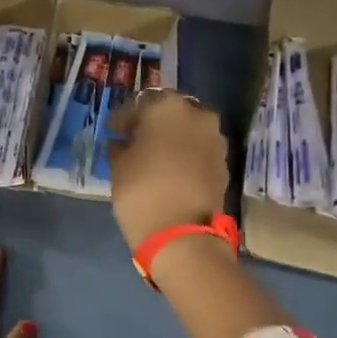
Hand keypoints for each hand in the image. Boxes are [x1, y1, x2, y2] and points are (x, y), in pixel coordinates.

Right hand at [105, 91, 229, 249]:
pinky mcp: (223, 162)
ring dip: (171, 139)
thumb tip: (122, 142)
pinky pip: (199, 150)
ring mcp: (214, 138)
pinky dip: (185, 155)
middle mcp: (196, 114)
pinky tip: (170, 171)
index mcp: (166, 107)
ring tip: (153, 157)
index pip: (139, 103)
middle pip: (169, 112)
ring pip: (187, 130)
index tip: (113, 132)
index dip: (123, 118)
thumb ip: (119, 146)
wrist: (182, 234)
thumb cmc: (141, 191)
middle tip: (134, 141)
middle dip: (151, 124)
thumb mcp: (117, 166)